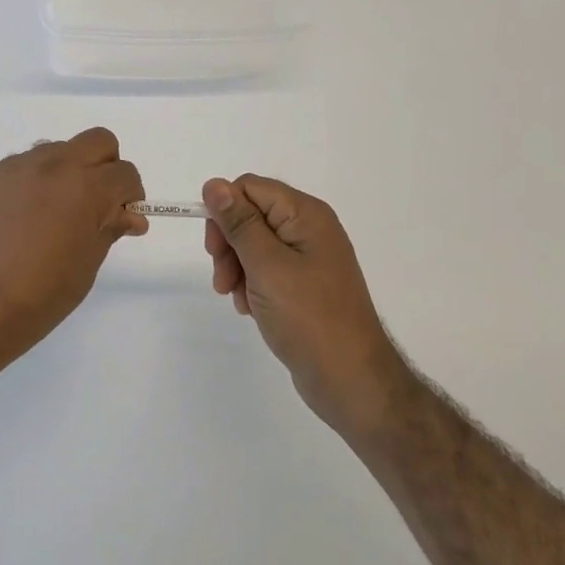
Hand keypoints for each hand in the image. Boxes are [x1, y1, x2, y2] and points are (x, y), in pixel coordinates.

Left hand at [0, 128, 147, 376]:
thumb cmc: (32, 301)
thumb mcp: (82, 270)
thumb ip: (107, 231)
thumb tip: (128, 215)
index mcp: (82, 188)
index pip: (125, 173)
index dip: (131, 196)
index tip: (123, 219)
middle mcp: (49, 165)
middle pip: (97, 141)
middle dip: (106, 167)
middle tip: (97, 205)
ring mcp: (12, 168)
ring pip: (56, 150)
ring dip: (67, 172)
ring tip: (53, 216)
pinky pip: (20, 167)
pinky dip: (32, 184)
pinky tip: (17, 222)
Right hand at [202, 175, 408, 436]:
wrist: (351, 381)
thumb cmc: (309, 317)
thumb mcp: (267, 266)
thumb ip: (239, 223)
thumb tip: (214, 184)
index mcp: (306, 214)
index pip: (250, 188)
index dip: (225, 212)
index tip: (214, 250)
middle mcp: (309, 228)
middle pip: (250, 215)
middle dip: (229, 244)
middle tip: (223, 281)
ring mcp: (308, 258)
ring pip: (254, 244)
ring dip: (237, 268)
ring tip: (238, 300)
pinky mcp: (305, 284)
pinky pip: (267, 269)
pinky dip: (252, 284)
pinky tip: (251, 308)